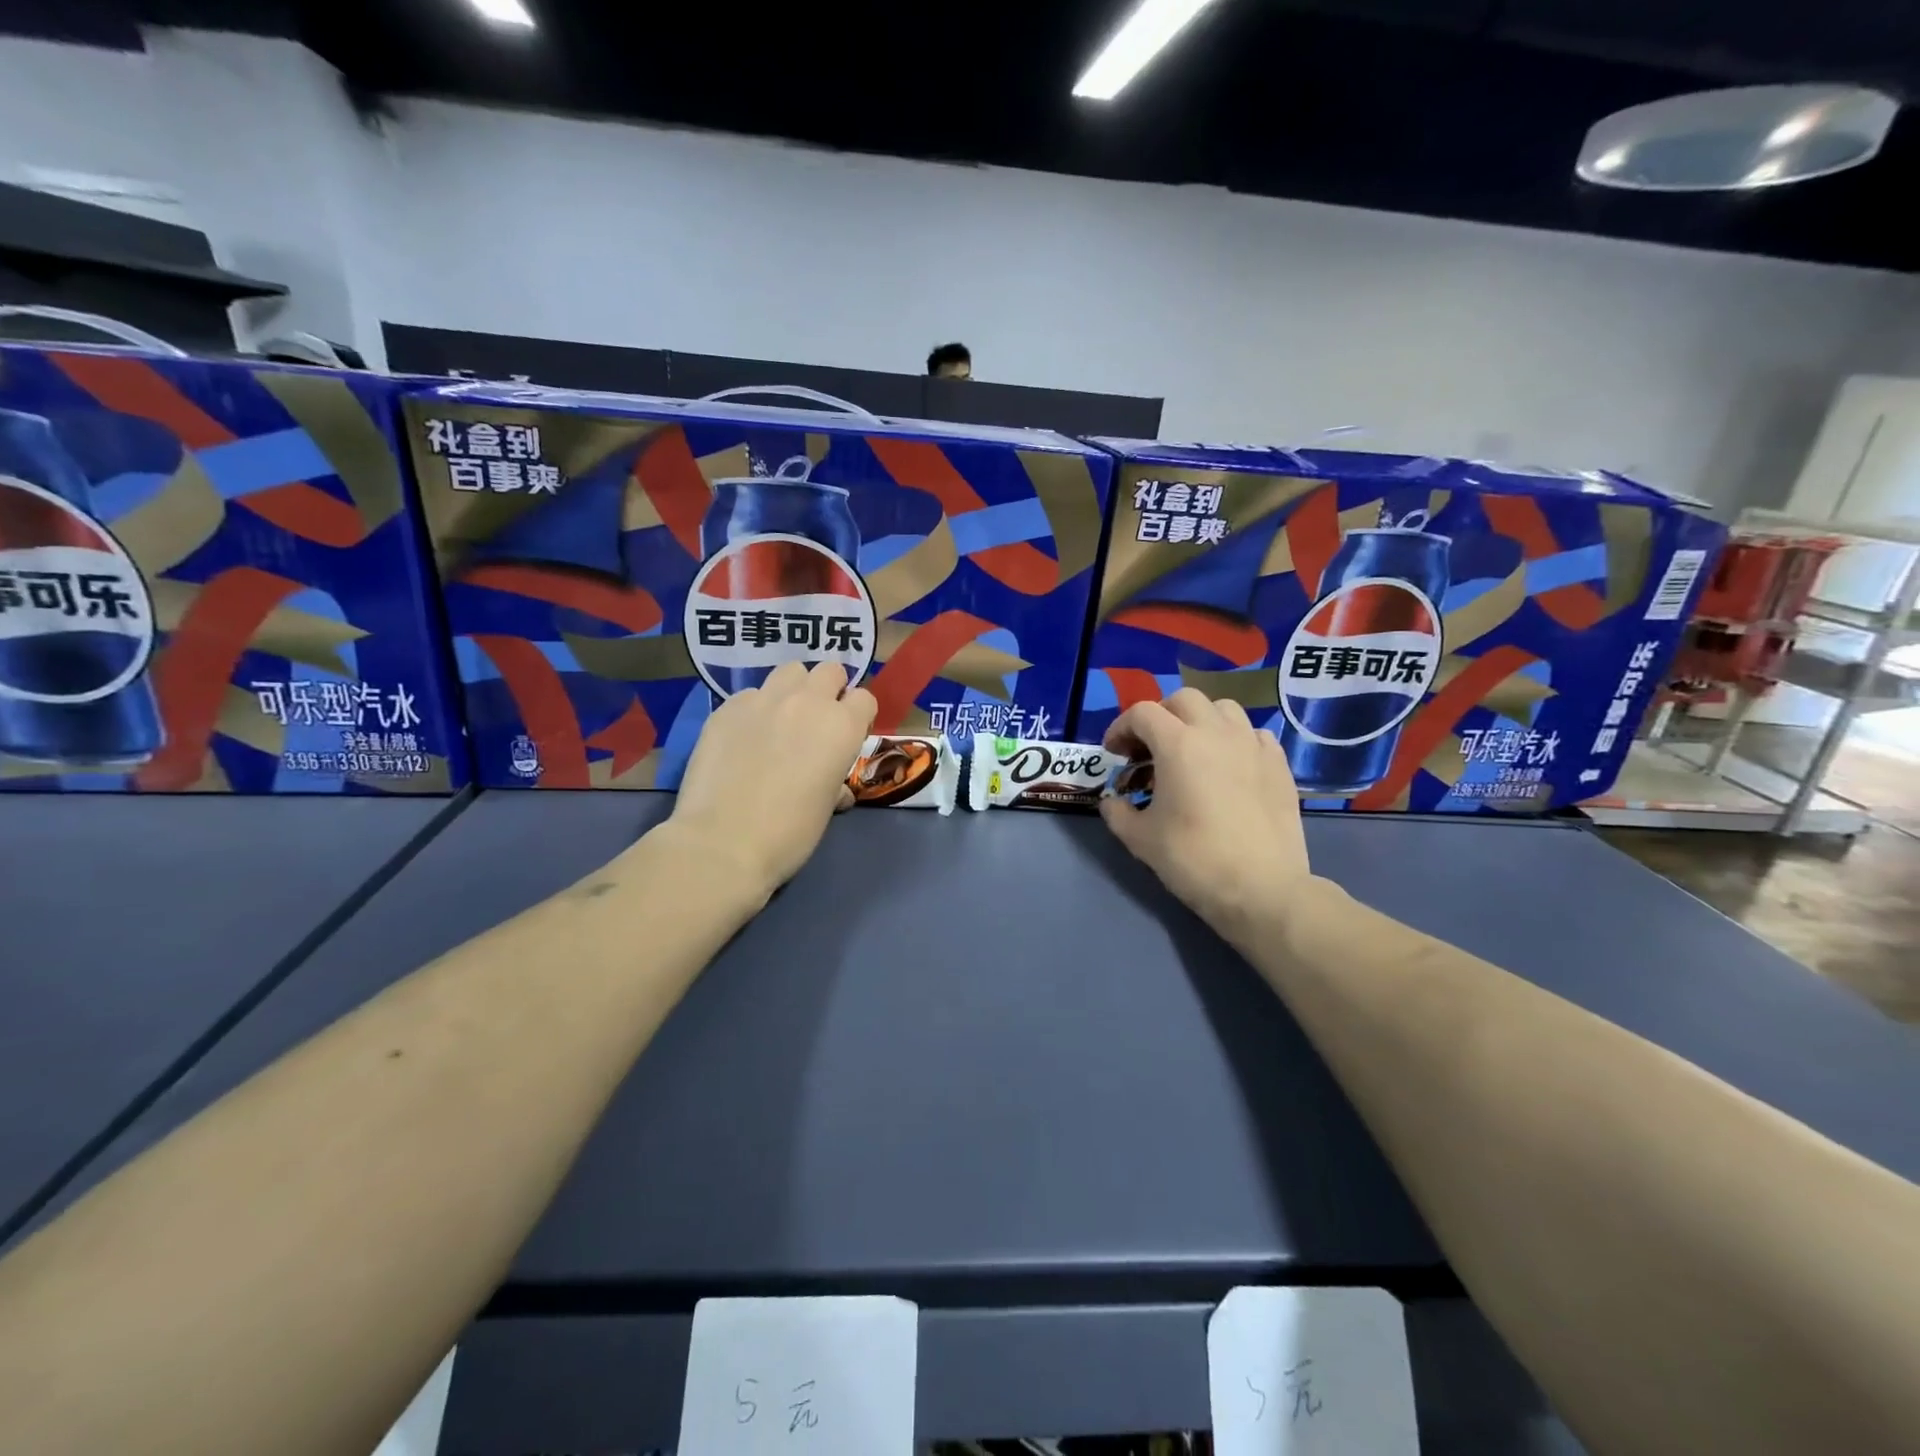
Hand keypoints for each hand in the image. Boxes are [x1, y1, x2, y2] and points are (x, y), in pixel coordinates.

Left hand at [666, 661, 877, 903]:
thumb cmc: (789, 833)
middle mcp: (807, 702)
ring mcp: (764, 700)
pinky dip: (755, 708)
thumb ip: (835, 784)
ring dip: (794, 689)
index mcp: (842, 727)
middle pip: (829, 670)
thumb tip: (835, 788)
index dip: (859, 715)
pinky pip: (751, 694)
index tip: (849, 735)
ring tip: (782, 717)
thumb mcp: (825, 809)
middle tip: (817, 720)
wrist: (723, 841)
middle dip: (830, 689)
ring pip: (789, 671)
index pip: (864, 698)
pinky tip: (744, 736)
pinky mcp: (727, 707)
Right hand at [1099, 689, 1315, 940]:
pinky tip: (1229, 766)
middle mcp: (1216, 733)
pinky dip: (1234, 740)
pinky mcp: (1279, 764)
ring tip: (1192, 751)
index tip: (1114, 754)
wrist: (1261, 888)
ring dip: (1200, 721)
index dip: (1121, 728)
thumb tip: (1112, 802)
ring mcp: (1252, 745)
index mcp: (1178, 744)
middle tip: (1151, 749)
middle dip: (1161, 717)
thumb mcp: (1140, 839)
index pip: (1142, 713)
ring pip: (1223, 709)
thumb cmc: (1194, 859)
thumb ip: (1118, 812)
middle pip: (1184, 700)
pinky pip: (1253, 734)